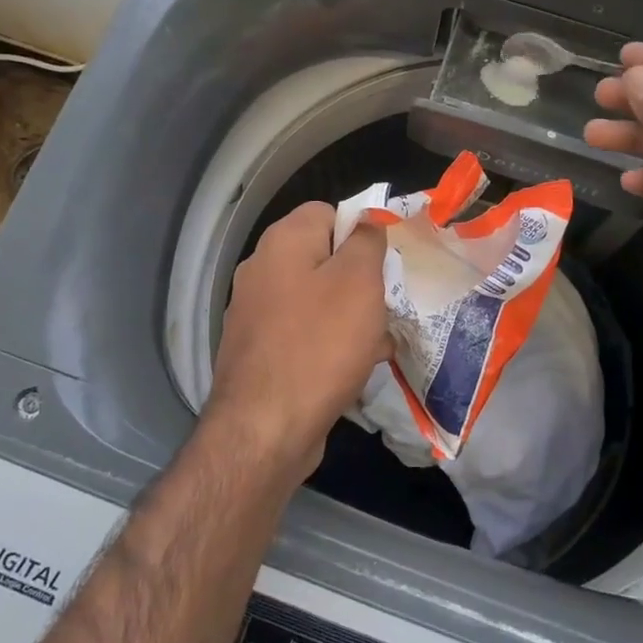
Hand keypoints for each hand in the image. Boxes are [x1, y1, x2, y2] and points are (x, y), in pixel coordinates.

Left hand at [207, 202, 390, 476]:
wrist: (264, 431)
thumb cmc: (320, 345)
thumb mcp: (359, 281)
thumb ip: (367, 240)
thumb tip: (367, 220)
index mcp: (283, 241)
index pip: (329, 212)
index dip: (362, 231)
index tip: (386, 263)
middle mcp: (262, 269)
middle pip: (324, 257)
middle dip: (361, 279)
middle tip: (385, 305)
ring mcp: (256, 312)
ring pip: (318, 299)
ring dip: (351, 316)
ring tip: (378, 342)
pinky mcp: (259, 350)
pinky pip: (304, 333)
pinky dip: (330, 344)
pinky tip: (355, 368)